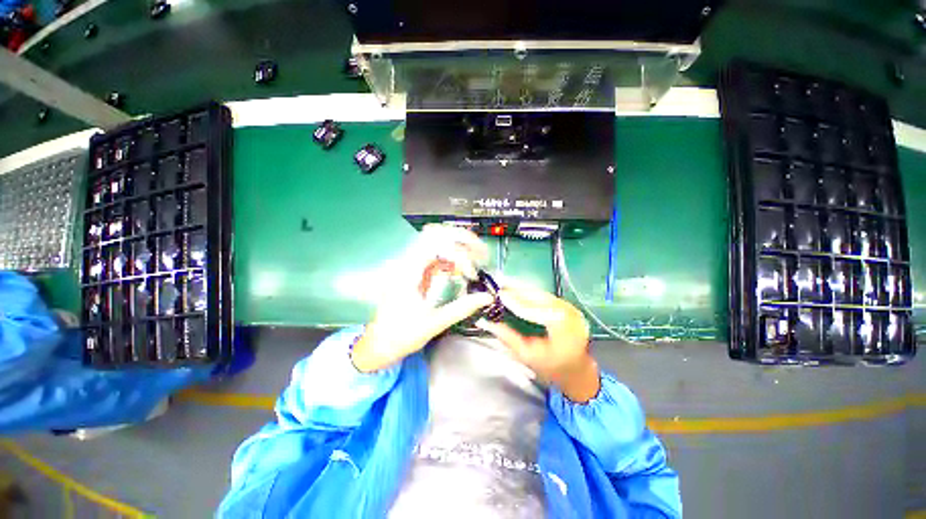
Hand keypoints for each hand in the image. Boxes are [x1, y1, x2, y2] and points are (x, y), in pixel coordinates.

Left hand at [351, 225, 493, 372]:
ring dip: (460, 246)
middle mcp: (409, 262)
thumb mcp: (433, 323)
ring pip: (438, 241)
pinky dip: (455, 257)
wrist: (381, 343)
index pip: (434, 244)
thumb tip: (487, 297)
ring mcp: (413, 265)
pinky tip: (465, 268)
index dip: (458, 253)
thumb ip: (461, 308)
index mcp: (408, 272)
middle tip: (481, 252)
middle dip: (462, 239)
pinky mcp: (418, 271)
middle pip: (436, 234)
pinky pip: (438, 255)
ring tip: (477, 257)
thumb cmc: (402, 335)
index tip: (471, 273)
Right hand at [476, 285, 599, 402]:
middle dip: (517, 290)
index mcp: (562, 326)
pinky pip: (545, 296)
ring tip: (505, 286)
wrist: (577, 371)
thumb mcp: (527, 355)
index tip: (499, 295)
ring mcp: (570, 306)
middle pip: (538, 296)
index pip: (534, 309)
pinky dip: (530, 293)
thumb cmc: (553, 367)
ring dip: (522, 289)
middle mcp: (569, 311)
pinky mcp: (567, 305)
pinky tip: (518, 291)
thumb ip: (507, 337)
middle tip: (499, 286)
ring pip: (541, 293)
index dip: (515, 301)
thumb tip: (487, 322)